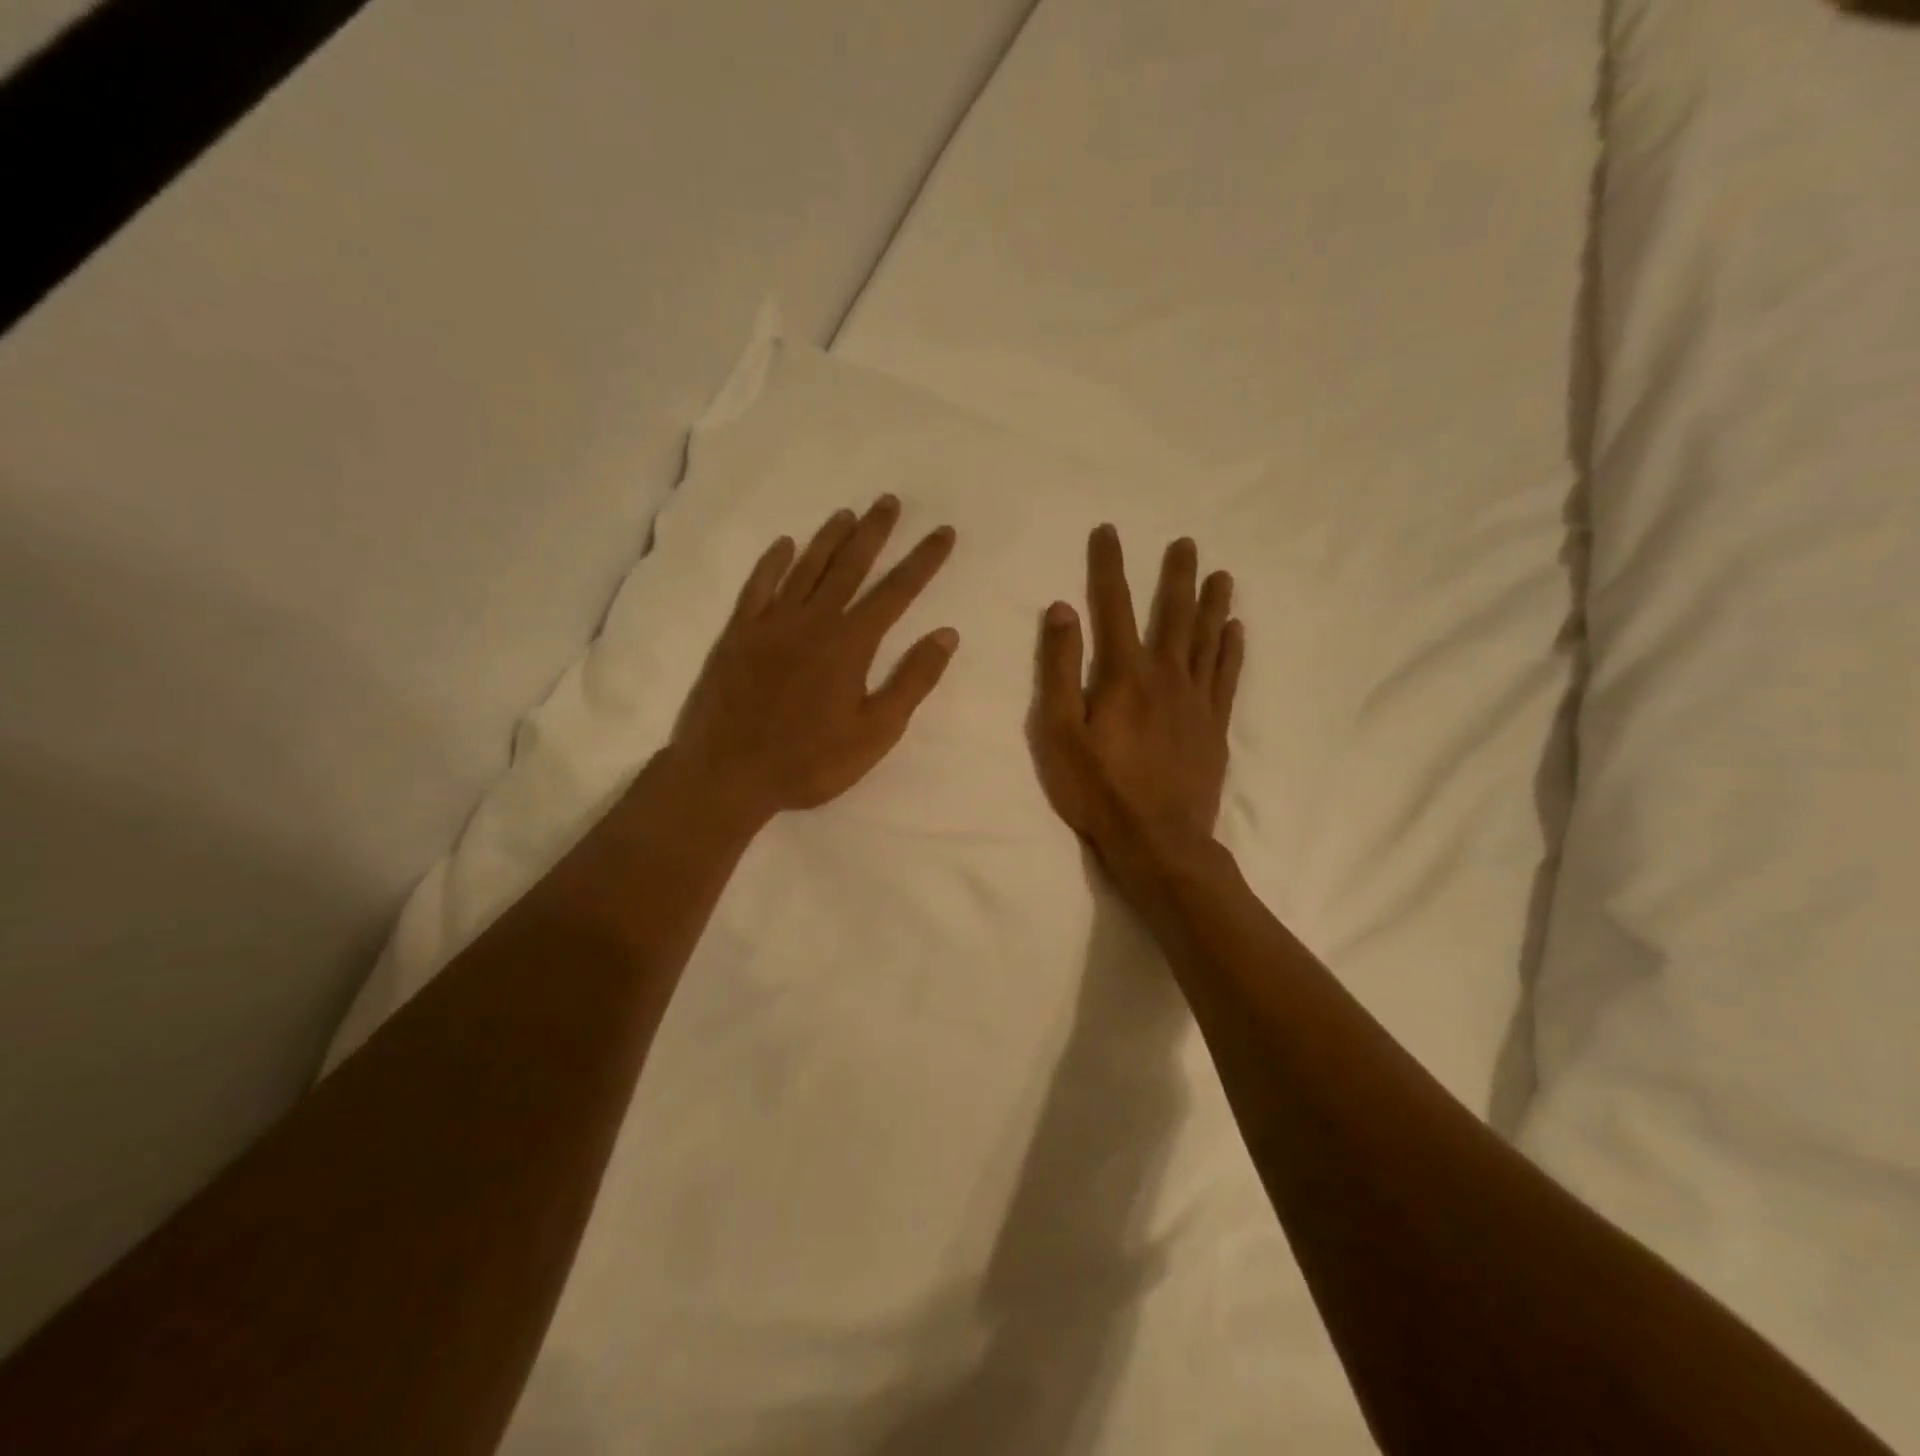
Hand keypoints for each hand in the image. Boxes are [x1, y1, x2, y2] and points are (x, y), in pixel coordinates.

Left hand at [668, 495, 958, 832]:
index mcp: (850, 644)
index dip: (923, 561)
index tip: (943, 533)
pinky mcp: (738, 634)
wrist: (728, 774)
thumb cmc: (810, 761)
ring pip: (806, 568)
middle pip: (849, 566)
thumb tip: (946, 634)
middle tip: (889, 502)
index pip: (896, 591)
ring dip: (829, 538)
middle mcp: (812, 620)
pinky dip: (772, 563)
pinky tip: (784, 545)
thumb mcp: (875, 732)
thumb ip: (912, 681)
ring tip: (847, 514)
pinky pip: (758, 587)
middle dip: (874, 532)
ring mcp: (771, 624)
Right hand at [1030, 526, 1243, 885]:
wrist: (1158, 841)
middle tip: (1186, 542)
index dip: (1109, 565)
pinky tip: (1237, 630)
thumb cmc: (1098, 789)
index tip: (1109, 531)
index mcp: (1124, 674)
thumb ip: (1059, 669)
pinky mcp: (1214, 726)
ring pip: (1207, 639)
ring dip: (1213, 604)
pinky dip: (1232, 649)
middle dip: (1176, 576)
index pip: (1114, 605)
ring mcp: (1196, 700)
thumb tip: (1062, 610)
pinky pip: (1227, 676)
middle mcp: (1166, 676)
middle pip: (1173, 614)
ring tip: (1221, 574)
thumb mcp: (1059, 732)